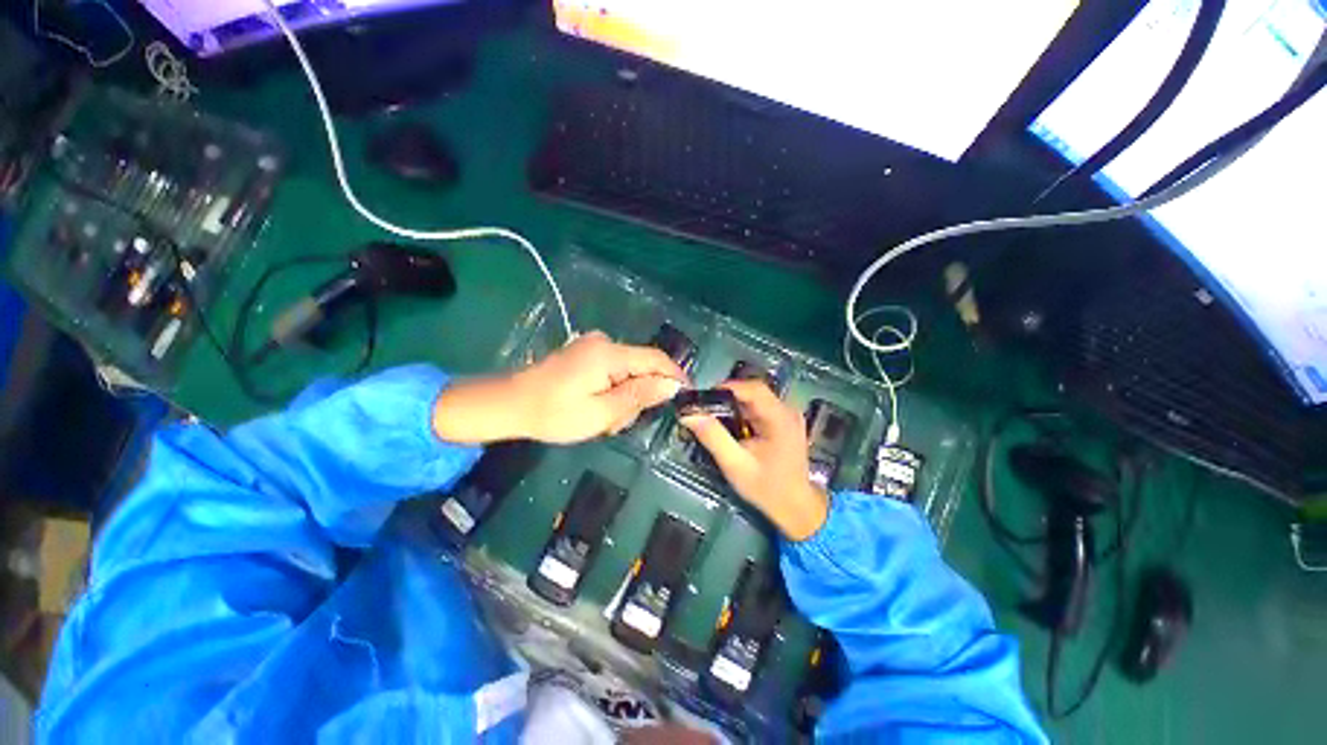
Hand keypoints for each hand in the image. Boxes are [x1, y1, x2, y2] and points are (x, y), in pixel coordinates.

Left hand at [433, 331, 687, 444]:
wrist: (509, 405)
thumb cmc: (554, 413)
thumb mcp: (601, 412)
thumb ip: (639, 396)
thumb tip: (672, 385)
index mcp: (609, 353)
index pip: (655, 359)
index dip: (674, 376)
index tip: (686, 397)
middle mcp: (604, 343)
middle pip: (641, 369)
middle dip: (638, 397)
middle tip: (617, 424)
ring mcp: (593, 347)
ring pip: (628, 374)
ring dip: (623, 399)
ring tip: (602, 421)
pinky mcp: (586, 355)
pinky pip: (613, 373)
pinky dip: (612, 393)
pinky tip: (596, 409)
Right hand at [680, 380, 828, 540]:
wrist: (796, 508)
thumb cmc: (767, 488)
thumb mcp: (735, 465)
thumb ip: (713, 437)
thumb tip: (689, 414)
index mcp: (780, 418)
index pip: (752, 388)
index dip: (726, 387)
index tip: (703, 398)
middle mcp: (788, 410)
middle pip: (753, 391)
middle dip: (726, 397)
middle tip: (704, 410)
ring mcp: (788, 415)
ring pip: (755, 398)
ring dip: (733, 405)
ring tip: (714, 418)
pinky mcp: (785, 421)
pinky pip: (760, 407)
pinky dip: (742, 412)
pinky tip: (732, 426)